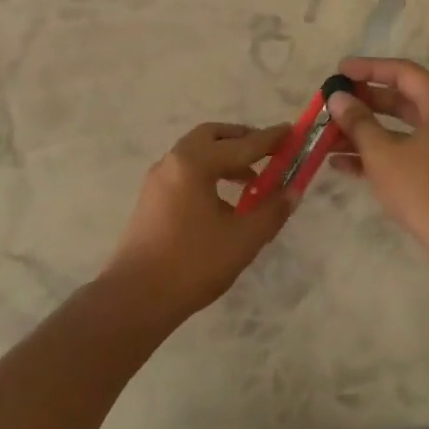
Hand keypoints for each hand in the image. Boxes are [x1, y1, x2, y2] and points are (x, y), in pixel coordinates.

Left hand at [104, 122, 295, 318]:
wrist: (136, 297)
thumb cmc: (193, 264)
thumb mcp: (243, 239)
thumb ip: (272, 211)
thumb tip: (293, 191)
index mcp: (195, 163)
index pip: (242, 144)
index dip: (270, 139)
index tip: (292, 131)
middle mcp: (173, 162)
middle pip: (212, 137)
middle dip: (242, 140)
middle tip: (268, 152)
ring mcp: (158, 179)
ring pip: (196, 153)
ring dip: (224, 157)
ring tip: (251, 180)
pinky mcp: (151, 198)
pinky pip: (185, 171)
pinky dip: (208, 172)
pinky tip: (223, 200)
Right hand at [326, 58, 428, 260]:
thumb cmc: (423, 188)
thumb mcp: (382, 153)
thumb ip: (358, 122)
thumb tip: (337, 98)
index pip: (402, 72)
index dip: (369, 68)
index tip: (339, 71)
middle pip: (400, 98)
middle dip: (363, 101)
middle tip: (333, 102)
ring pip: (398, 127)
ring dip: (364, 130)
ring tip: (327, 134)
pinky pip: (402, 150)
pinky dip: (375, 153)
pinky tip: (340, 163)